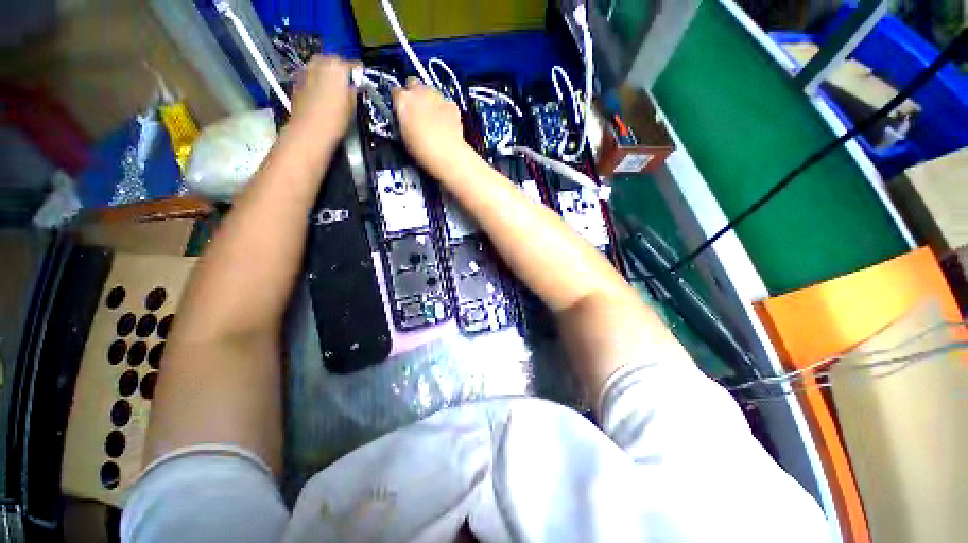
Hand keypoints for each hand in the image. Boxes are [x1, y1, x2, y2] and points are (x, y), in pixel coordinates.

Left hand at [290, 55, 357, 137]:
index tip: (361, 75)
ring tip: (332, 82)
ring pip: (318, 64)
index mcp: (337, 68)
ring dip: (325, 70)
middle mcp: (320, 64)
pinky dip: (315, 78)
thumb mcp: (352, 106)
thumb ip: (352, 91)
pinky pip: (309, 74)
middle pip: (331, 59)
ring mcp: (306, 71)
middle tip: (346, 78)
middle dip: (339, 66)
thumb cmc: (335, 120)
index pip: (351, 64)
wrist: (310, 130)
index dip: (357, 70)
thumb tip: (353, 86)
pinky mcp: (297, 81)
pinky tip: (319, 90)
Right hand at [393, 78, 471, 176]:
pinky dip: (444, 109)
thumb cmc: (421, 150)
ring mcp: (438, 96)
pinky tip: (446, 122)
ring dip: (429, 99)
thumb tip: (404, 118)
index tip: (400, 110)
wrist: (447, 155)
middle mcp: (419, 92)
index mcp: (403, 100)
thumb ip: (402, 120)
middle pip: (413, 83)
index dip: (398, 101)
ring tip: (432, 116)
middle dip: (413, 93)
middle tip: (416, 109)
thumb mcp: (403, 135)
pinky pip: (445, 103)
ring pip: (430, 91)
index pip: (395, 92)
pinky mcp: (452, 105)